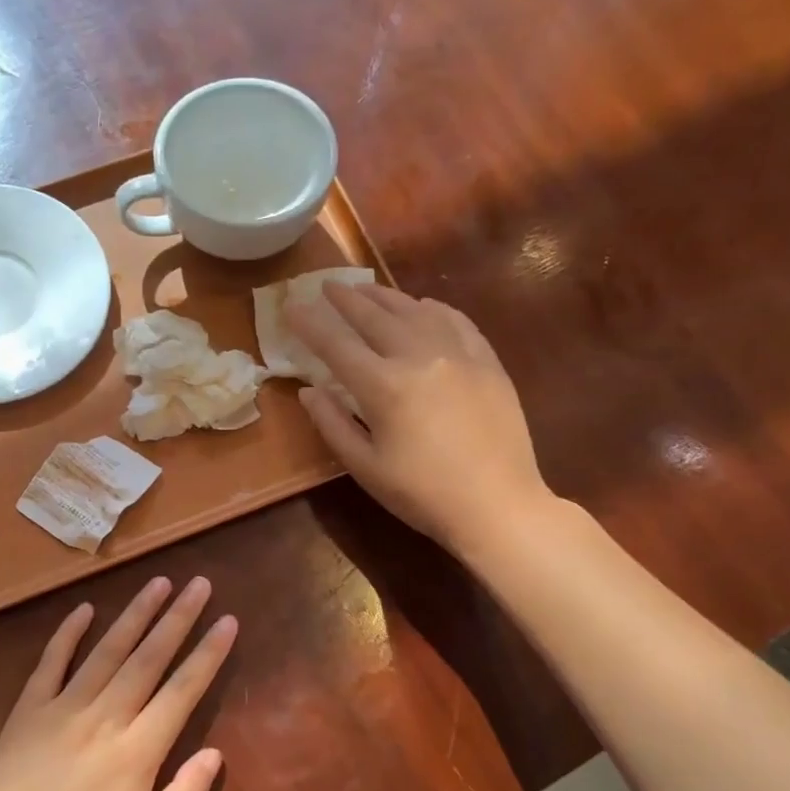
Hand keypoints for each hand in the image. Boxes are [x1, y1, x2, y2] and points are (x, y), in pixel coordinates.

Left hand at [0, 577, 233, 790]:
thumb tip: (215, 753)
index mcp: (137, 751)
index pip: (182, 690)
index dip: (208, 653)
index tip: (227, 621)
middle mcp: (104, 717)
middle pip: (148, 658)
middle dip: (178, 618)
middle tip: (199, 583)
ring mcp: (63, 708)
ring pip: (106, 650)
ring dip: (135, 614)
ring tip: (158, 582)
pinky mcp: (28, 710)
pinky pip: (51, 662)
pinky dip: (68, 633)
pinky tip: (84, 609)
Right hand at [288, 282, 552, 554]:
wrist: (498, 505)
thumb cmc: (422, 494)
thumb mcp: (364, 467)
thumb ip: (332, 424)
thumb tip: (308, 390)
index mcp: (384, 386)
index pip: (336, 344)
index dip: (310, 323)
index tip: (291, 306)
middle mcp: (419, 357)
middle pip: (374, 316)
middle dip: (345, 299)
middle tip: (326, 285)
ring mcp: (458, 354)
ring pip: (414, 310)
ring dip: (384, 296)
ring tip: (364, 288)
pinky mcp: (487, 361)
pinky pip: (456, 320)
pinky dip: (433, 308)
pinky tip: (422, 305)